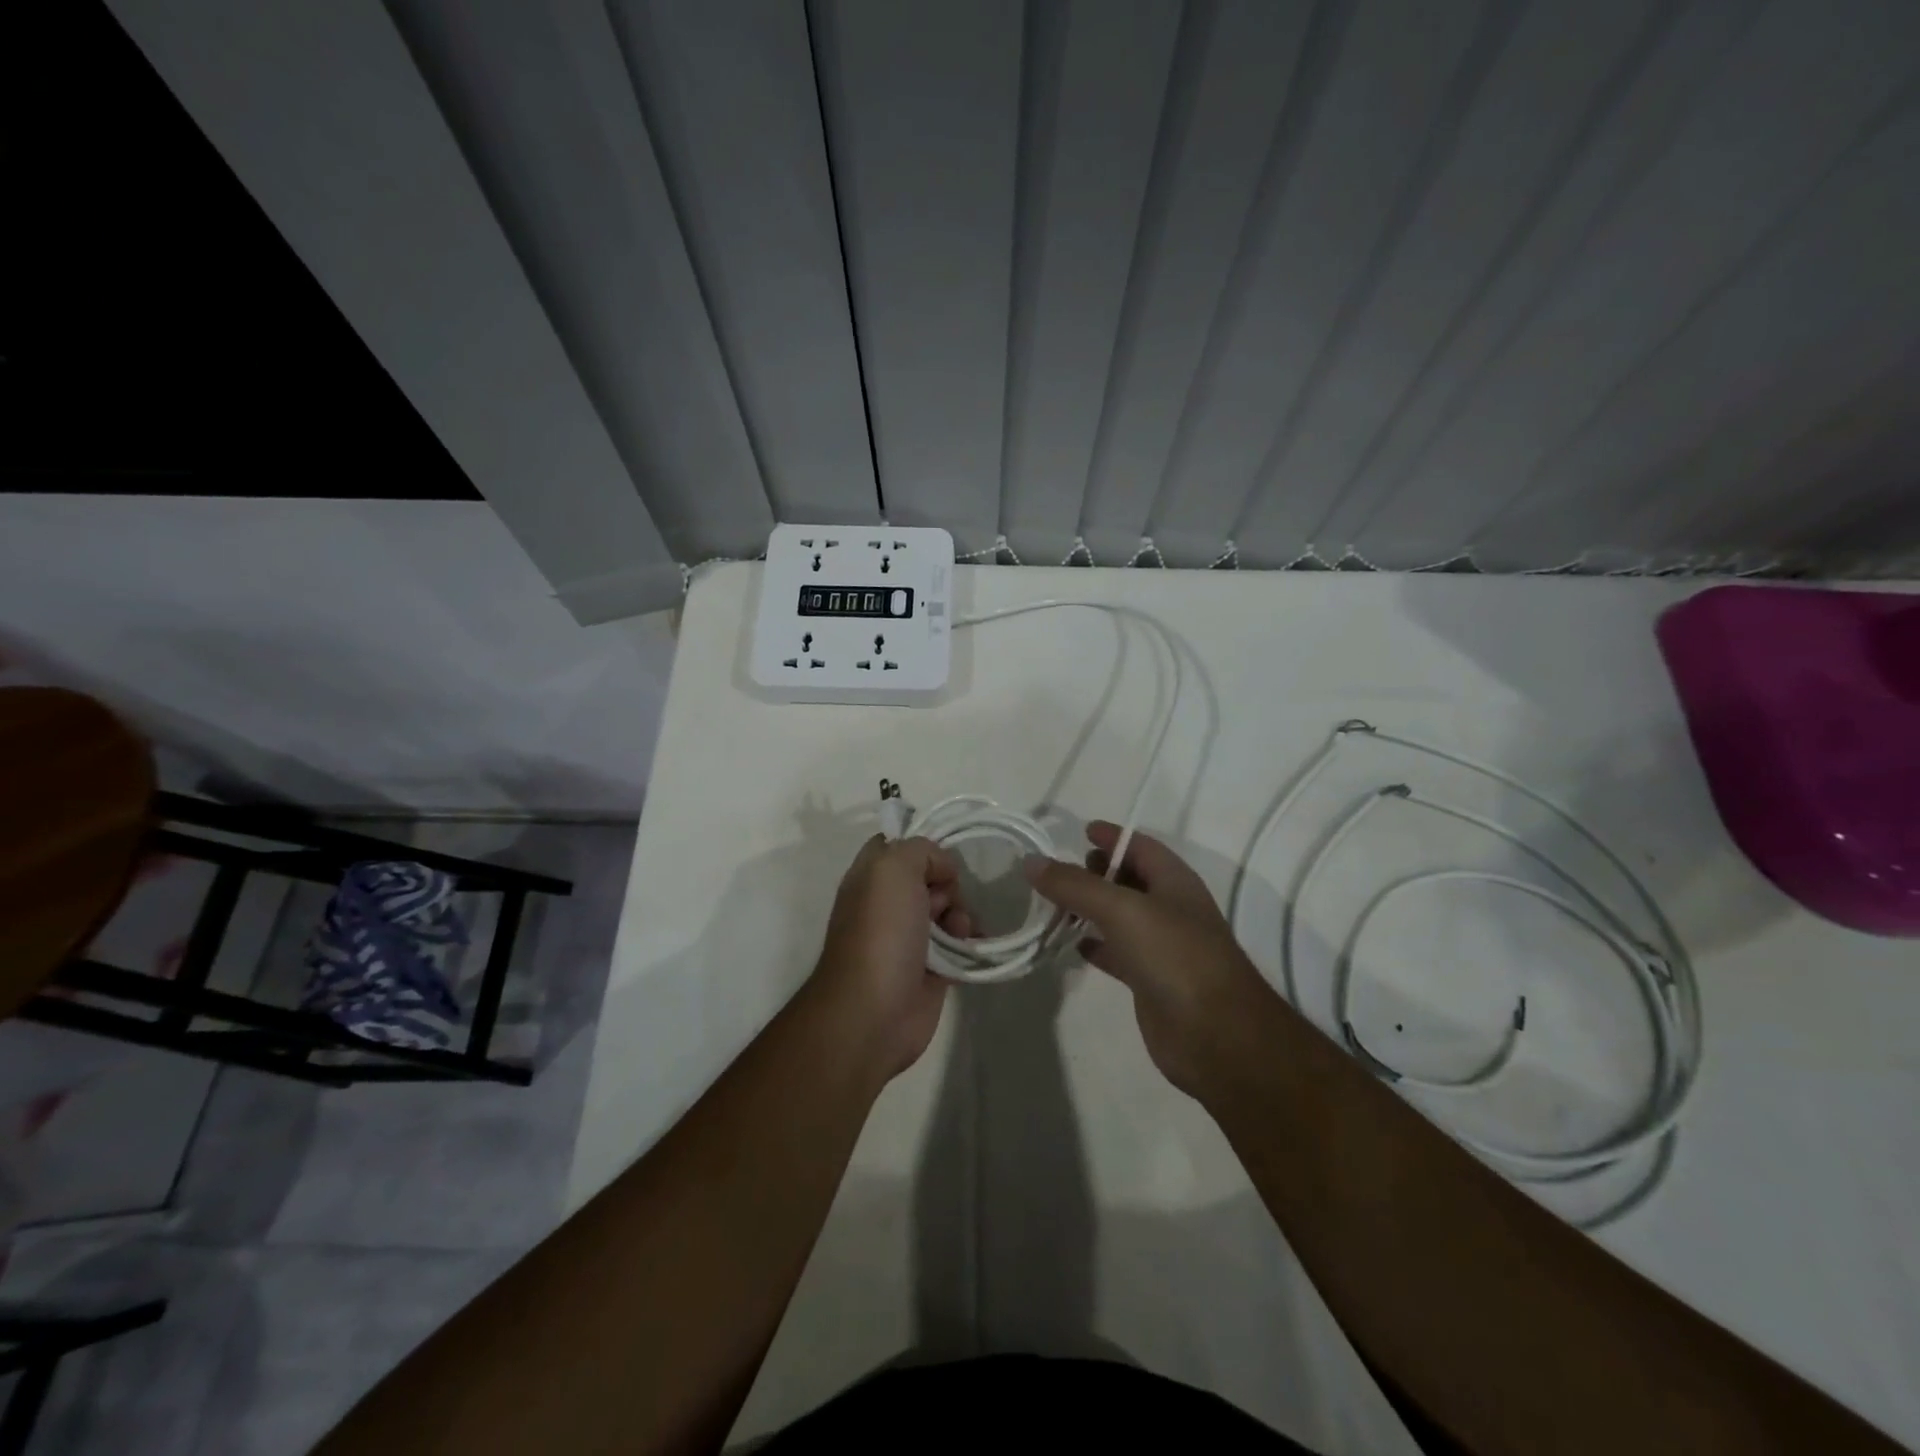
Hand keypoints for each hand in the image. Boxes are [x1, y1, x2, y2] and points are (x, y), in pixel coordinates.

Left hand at [812, 835, 973, 1081]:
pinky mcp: (931, 968)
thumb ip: (921, 850)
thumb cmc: (881, 933)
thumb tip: (943, 871)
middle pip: (931, 877)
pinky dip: (970, 943)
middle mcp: (887, 903)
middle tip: (943, 902)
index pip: (898, 844)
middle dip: (948, 885)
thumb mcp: (893, 869)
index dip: (923, 845)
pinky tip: (972, 947)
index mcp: (870, 876)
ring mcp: (909, 937)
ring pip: (949, 910)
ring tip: (958, 932)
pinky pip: (959, 945)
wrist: (874, 1012)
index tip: (941, 855)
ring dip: (962, 915)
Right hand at [1025, 822, 1275, 1098]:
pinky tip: (1071, 944)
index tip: (1079, 831)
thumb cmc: (1175, 956)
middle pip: (1129, 879)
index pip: (1140, 846)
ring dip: (1090, 909)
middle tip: (1059, 871)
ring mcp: (1162, 946)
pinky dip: (1095, 945)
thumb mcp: (1121, 910)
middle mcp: (1170, 908)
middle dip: (1096, 871)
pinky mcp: (1150, 980)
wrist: (1215, 1035)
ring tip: (1052, 904)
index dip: (1112, 836)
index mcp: (1174, 881)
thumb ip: (1075, 885)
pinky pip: (1117, 952)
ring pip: (1119, 917)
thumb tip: (1031, 861)